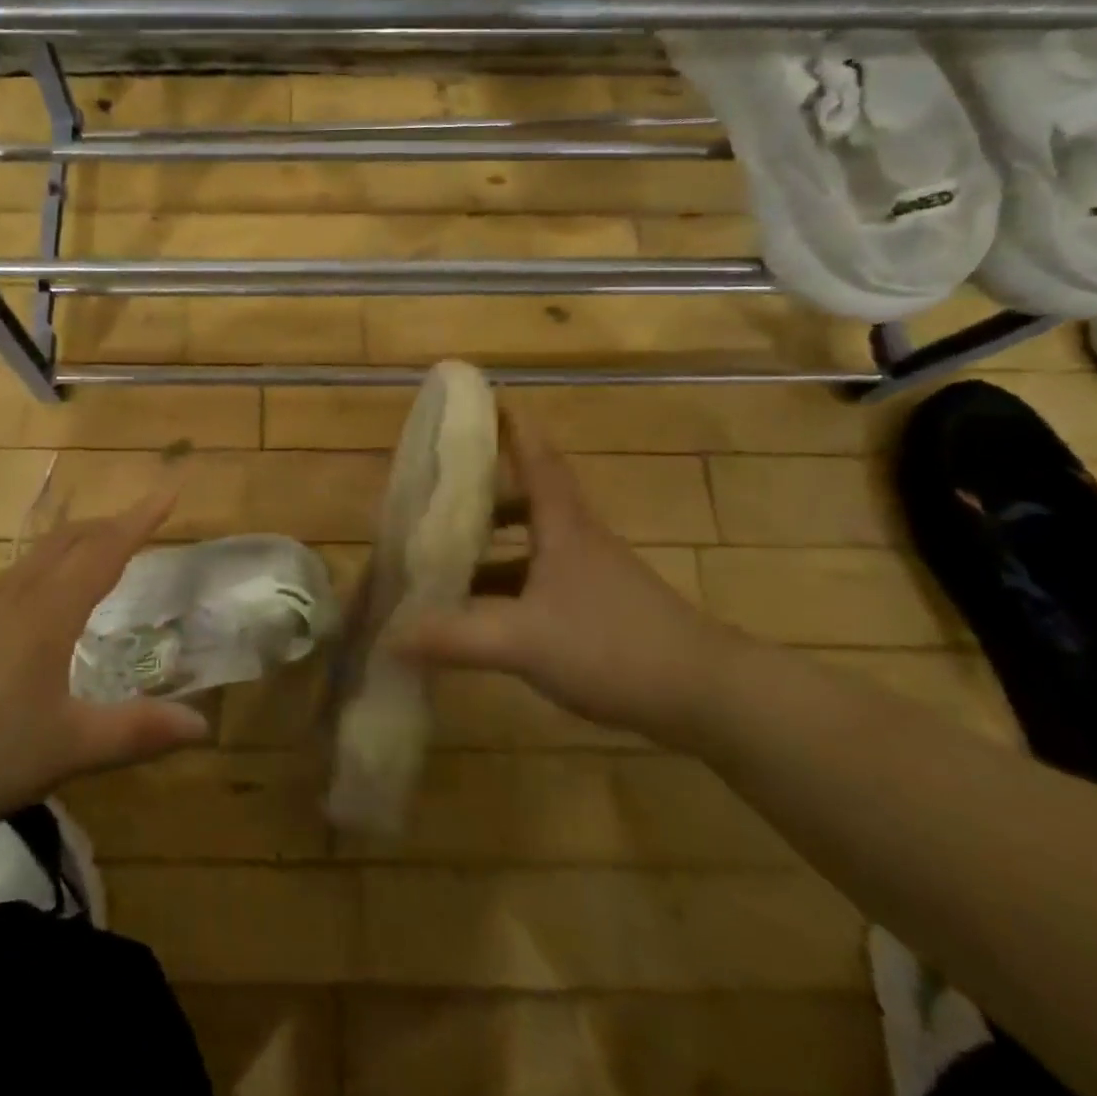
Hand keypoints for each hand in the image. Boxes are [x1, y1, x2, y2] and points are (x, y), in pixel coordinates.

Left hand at [0, 492, 210, 834]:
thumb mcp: (67, 748)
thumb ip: (135, 732)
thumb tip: (203, 724)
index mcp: (50, 613)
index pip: (107, 551)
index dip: (142, 519)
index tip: (170, 490)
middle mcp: (18, 598)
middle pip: (70, 541)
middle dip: (110, 524)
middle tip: (141, 523)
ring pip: (38, 557)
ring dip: (76, 542)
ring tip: (97, 552)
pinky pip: (16, 579)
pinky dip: (46, 568)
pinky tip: (39, 602)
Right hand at [389, 404, 744, 745]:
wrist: (707, 696)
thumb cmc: (614, 645)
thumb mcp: (524, 640)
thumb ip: (454, 637)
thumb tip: (389, 635)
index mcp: (562, 524)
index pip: (535, 456)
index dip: (511, 425)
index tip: (483, 399)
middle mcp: (574, 539)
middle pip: (526, 497)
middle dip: (483, 489)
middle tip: (437, 489)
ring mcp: (587, 576)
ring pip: (530, 544)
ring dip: (490, 545)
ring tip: (442, 556)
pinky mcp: (595, 610)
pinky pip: (537, 583)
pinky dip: (504, 588)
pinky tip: (478, 614)